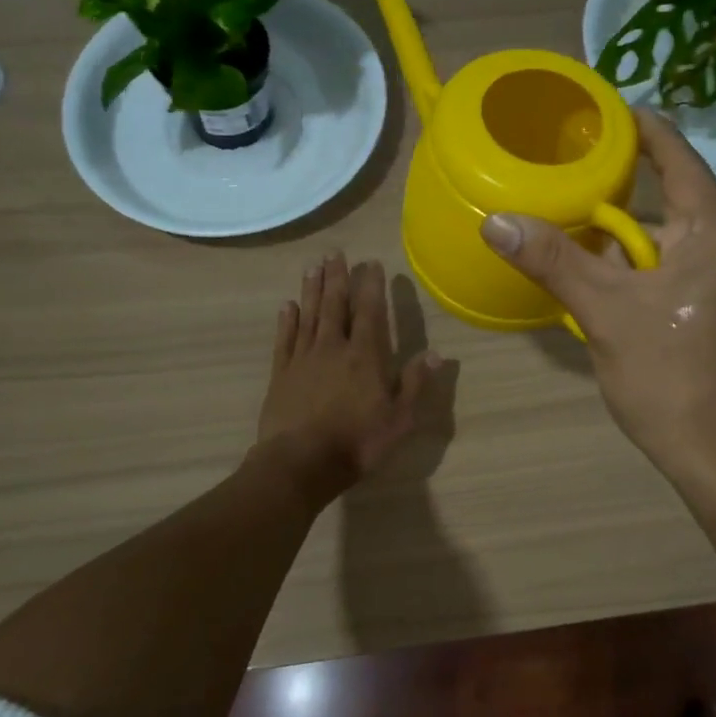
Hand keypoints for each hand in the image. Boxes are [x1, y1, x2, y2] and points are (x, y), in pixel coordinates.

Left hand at [256, 252, 440, 501]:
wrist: (300, 463)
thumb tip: (434, 353)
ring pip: (308, 315)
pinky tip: (287, 306)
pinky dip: (287, 321)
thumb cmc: (357, 442)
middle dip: (337, 278)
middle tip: (334, 253)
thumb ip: (415, 383)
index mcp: (364, 356)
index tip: (372, 264)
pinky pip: (285, 339)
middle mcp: (333, 348)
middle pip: (335, 305)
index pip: (370, 312)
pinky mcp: (281, 374)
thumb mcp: (400, 419)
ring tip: (313, 266)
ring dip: (311, 290)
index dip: (371, 286)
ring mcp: (303, 359)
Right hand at [480, 109, 715, 506]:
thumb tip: (495, 219)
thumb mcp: (605, 311)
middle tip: (563, 166)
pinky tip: (588, 268)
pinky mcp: (708, 307)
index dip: (640, 128)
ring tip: (563, 213)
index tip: (598, 111)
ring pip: (661, 237)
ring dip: (616, 233)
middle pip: (666, 197)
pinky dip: (628, 263)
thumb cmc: (670, 375)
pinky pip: (664, 266)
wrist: (714, 453)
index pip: (678, 156)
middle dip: (616, 185)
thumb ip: (552, 259)